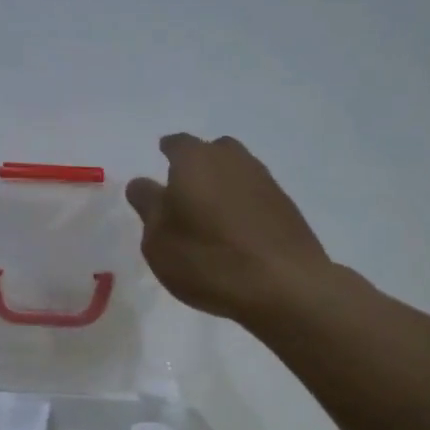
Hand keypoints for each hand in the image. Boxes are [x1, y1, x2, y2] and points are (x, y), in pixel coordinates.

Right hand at [125, 134, 331, 326]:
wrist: (285, 286)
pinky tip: (237, 232)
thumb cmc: (208, 260)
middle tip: (185, 191)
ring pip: (237, 171)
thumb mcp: (158, 240)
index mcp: (195, 160)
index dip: (167, 152)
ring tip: (210, 214)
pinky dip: (243, 205)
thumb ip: (148, 206)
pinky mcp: (286, 206)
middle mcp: (232, 160)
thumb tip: (142, 183)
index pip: (177, 143)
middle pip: (212, 151)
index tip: (161, 161)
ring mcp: (265, 181)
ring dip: (223, 185)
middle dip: (198, 165)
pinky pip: (255, 195)